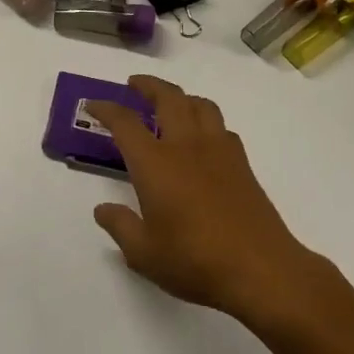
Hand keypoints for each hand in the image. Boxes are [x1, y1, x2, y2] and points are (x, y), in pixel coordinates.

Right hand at [87, 76, 317, 320]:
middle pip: (168, 97)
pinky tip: (202, 139)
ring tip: (170, 104)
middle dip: (148, 85)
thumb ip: (120, 226)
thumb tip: (103, 210)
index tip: (94, 104)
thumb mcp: (144, 253)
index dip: (106, 109)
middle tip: (134, 85)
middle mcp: (186, 145)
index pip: (125, 123)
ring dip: (181, 96)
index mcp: (155, 163)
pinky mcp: (242, 162)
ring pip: (200, 104)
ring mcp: (218, 150)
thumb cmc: (194, 260)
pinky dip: (205, 120)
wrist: (260, 268)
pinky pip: (221, 126)